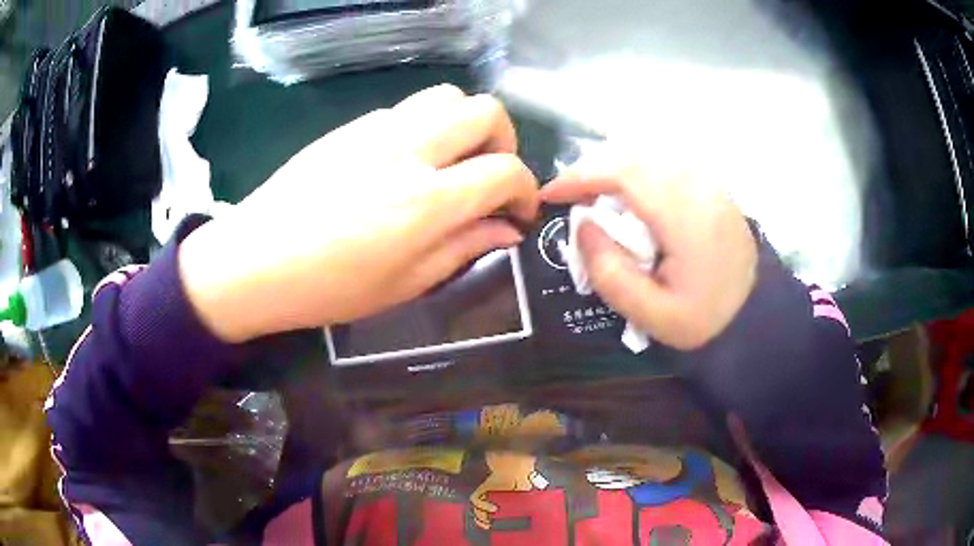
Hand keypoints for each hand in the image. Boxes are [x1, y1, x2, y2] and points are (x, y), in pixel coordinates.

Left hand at [179, 85, 538, 342]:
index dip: (526, 190)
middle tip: (490, 176)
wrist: (254, 260)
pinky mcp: (352, 125)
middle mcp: (409, 150)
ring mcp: (377, 129)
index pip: (505, 170)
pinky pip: (407, 109)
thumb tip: (507, 229)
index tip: (519, 212)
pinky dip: (426, 127)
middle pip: (484, 110)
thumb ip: (464, 248)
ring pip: (447, 96)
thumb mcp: (405, 284)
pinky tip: (407, 161)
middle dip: (504, 140)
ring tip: (453, 161)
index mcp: (426, 201)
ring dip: (465, 124)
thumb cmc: (328, 288)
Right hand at [541, 159, 756, 349]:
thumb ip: (609, 271)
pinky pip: (668, 164)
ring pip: (651, 155)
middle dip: (593, 169)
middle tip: (570, 196)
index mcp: (685, 218)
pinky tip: (631, 196)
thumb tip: (582, 225)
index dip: (580, 177)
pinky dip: (639, 171)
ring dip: (615, 167)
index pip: (624, 174)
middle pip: (634, 156)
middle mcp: (699, 189)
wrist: (756, 316)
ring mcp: (710, 185)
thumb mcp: (650, 314)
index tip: (551, 194)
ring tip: (595, 194)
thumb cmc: (704, 320)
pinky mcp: (714, 188)